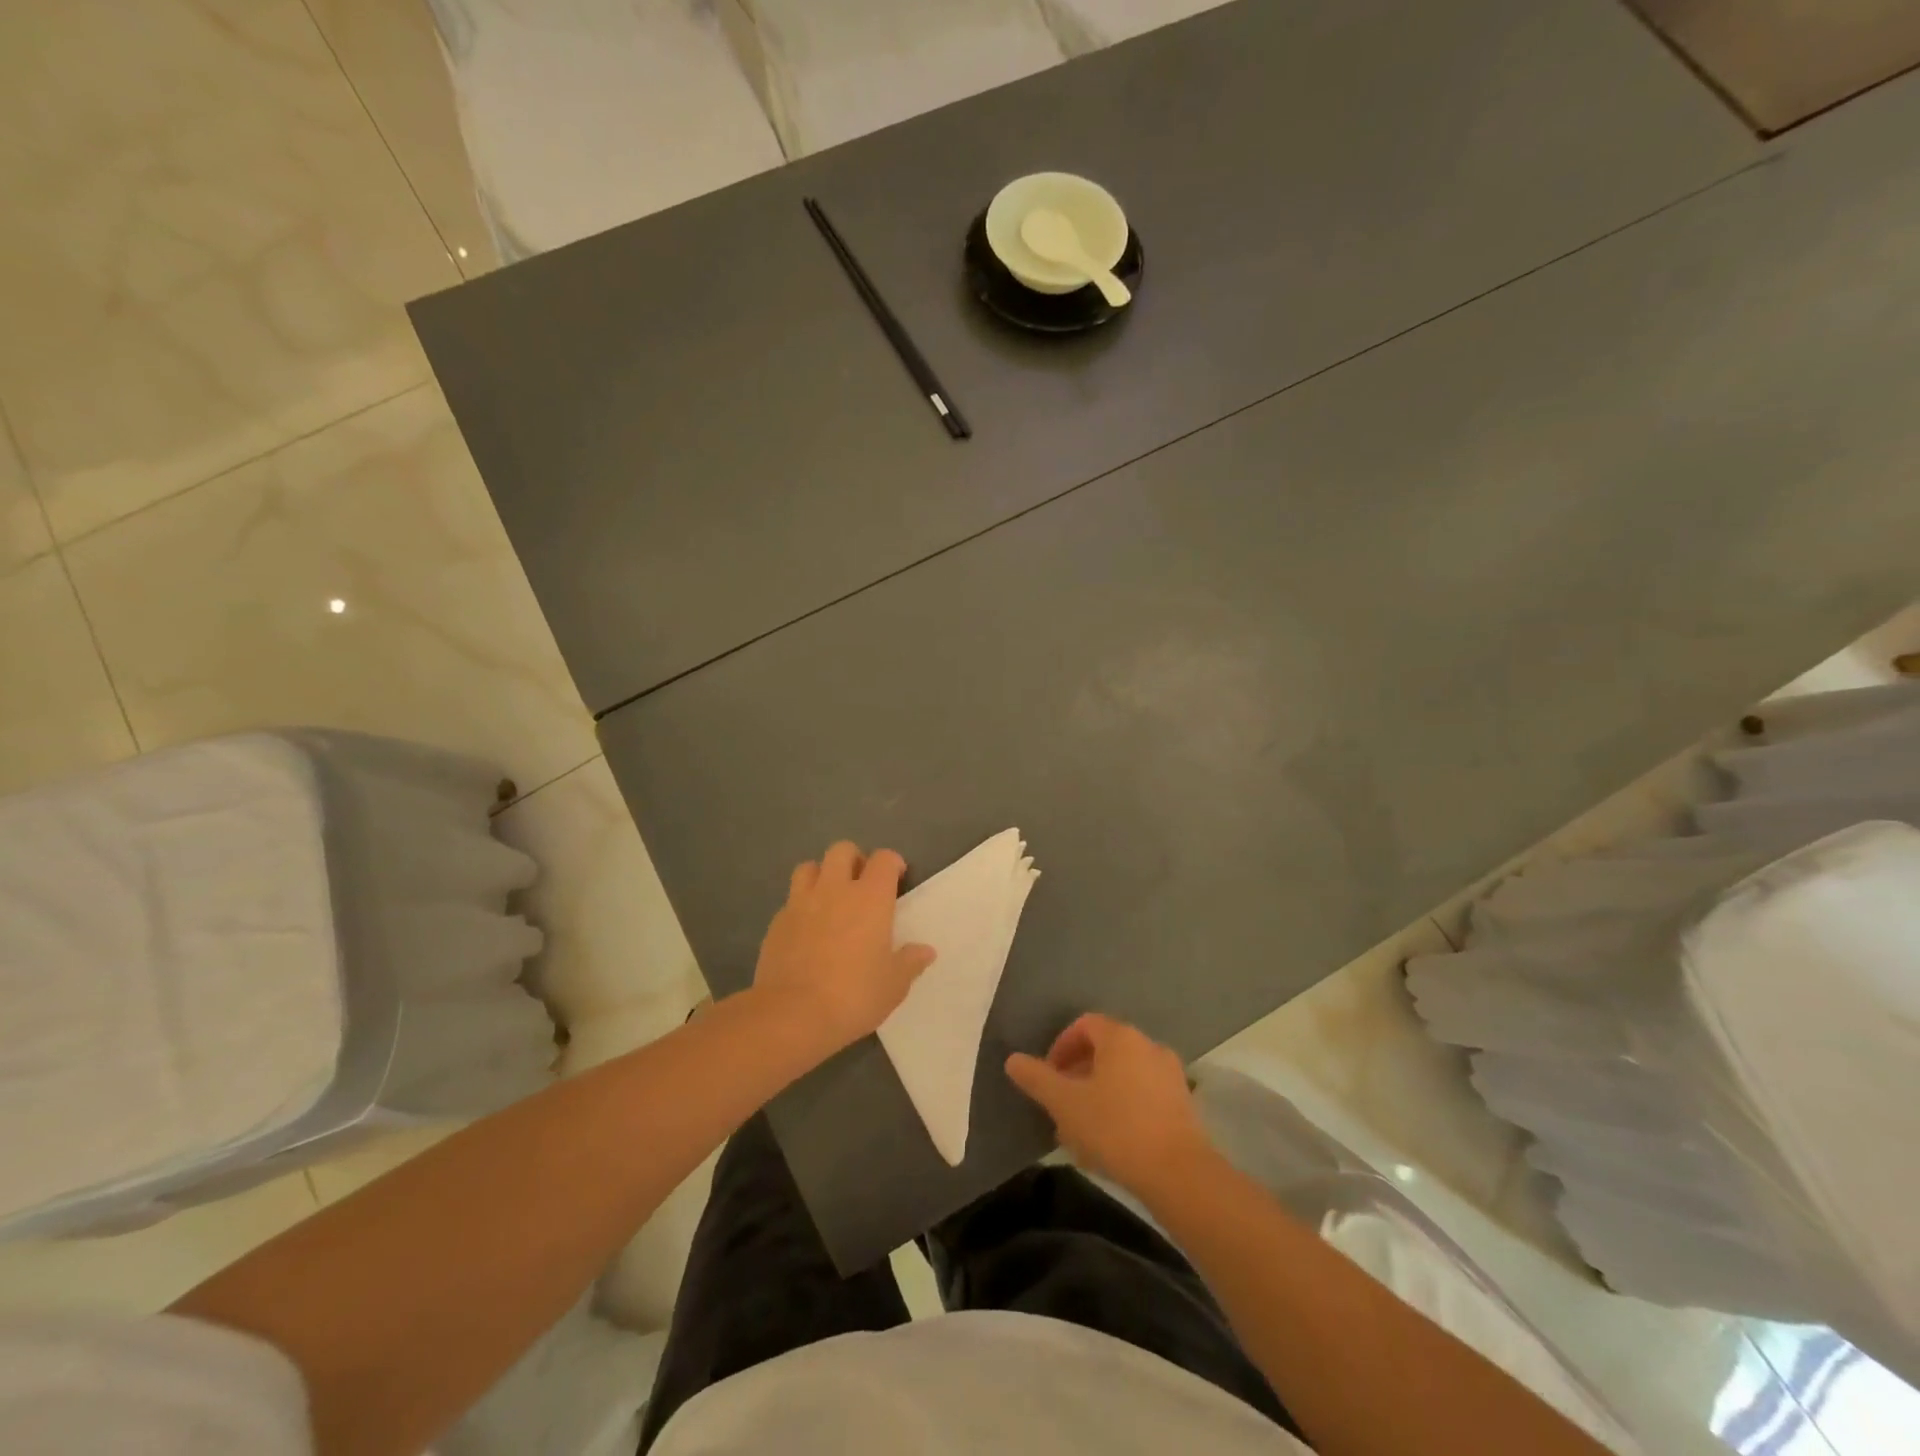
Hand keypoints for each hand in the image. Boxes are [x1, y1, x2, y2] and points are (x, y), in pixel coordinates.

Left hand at [752, 841, 936, 1055]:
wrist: (792, 1014)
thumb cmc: (853, 995)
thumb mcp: (893, 985)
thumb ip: (910, 962)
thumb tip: (925, 951)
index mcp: (870, 898)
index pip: (883, 859)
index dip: (892, 863)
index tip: (897, 879)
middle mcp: (835, 889)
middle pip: (842, 850)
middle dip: (854, 860)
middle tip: (862, 885)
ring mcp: (801, 903)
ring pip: (809, 867)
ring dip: (822, 875)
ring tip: (830, 899)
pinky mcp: (776, 922)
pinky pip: (791, 900)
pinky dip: (801, 906)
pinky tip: (807, 930)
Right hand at [1005, 1013, 1212, 1196]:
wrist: (1178, 1173)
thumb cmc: (1115, 1128)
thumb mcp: (1065, 1103)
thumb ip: (1037, 1078)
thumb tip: (1013, 1060)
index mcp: (1120, 1037)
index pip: (1084, 1025)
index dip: (1061, 1047)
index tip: (1048, 1077)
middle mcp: (1148, 1046)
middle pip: (1104, 1050)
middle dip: (1077, 1075)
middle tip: (1060, 1105)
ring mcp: (1169, 1074)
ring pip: (1123, 1075)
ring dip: (1098, 1094)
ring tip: (1081, 1131)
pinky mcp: (1183, 1104)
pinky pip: (1143, 1094)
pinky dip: (1122, 1107)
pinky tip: (1111, 1142)